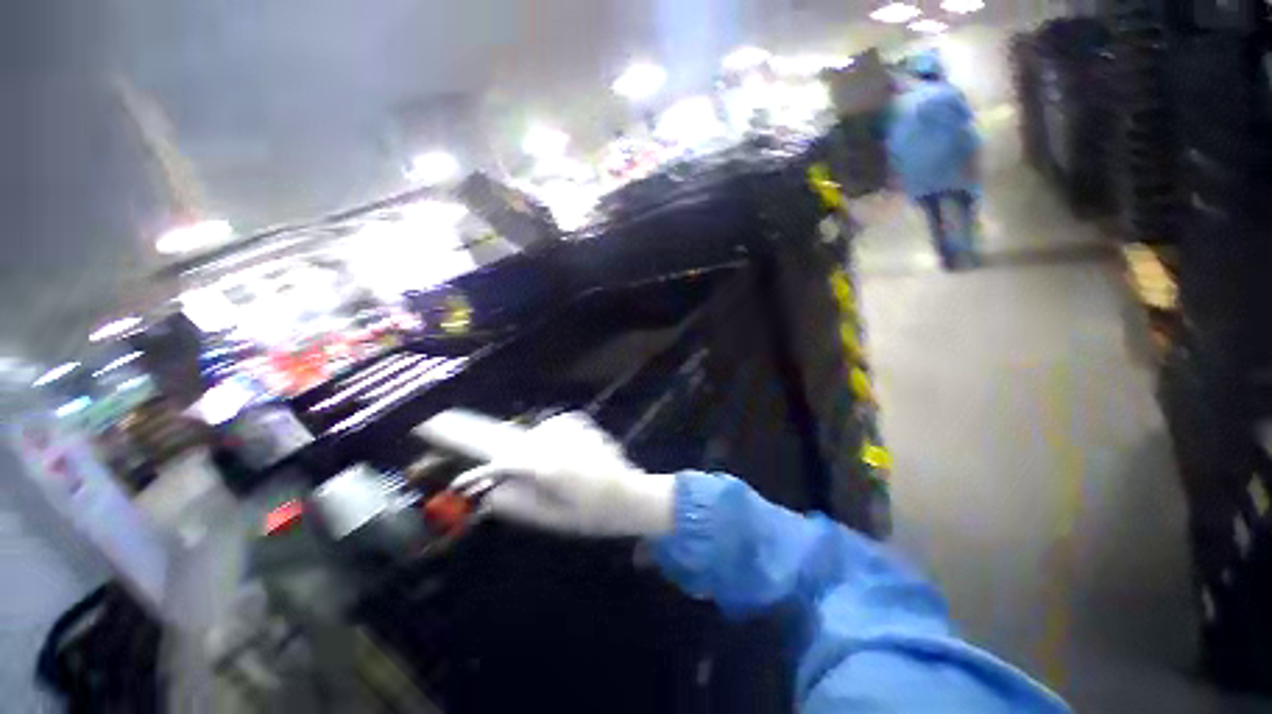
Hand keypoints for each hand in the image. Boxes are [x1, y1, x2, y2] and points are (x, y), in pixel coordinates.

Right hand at [445, 412, 675, 536]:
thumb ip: (520, 506)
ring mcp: (572, 430)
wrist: (631, 495)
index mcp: (551, 468)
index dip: (482, 473)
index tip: (465, 482)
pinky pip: (554, 425)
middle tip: (494, 468)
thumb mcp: (555, 518)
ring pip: (535, 434)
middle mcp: (559, 443)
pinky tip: (556, 450)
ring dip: (528, 448)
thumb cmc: (594, 514)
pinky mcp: (583, 424)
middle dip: (502, 456)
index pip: (505, 464)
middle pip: (517, 444)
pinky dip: (548, 435)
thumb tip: (491, 497)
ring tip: (538, 468)